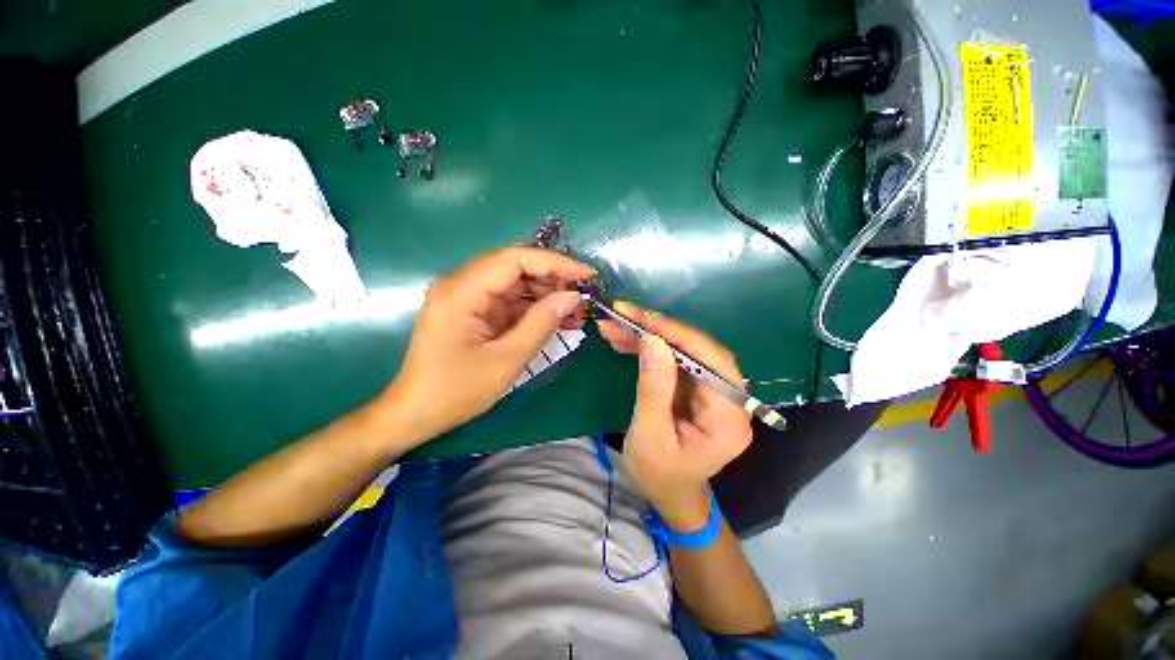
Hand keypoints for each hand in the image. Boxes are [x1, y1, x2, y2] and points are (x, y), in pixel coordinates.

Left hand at [384, 247, 595, 444]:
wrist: (416, 413)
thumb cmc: (457, 391)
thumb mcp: (507, 359)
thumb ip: (541, 323)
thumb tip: (572, 296)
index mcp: (462, 291)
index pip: (515, 258)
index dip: (555, 262)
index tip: (587, 275)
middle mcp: (461, 283)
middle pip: (515, 265)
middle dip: (553, 277)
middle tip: (584, 293)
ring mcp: (467, 296)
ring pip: (515, 281)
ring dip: (546, 292)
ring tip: (576, 309)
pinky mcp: (473, 309)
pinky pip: (509, 299)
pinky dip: (534, 306)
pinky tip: (557, 317)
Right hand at [597, 302, 752, 530]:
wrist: (669, 494)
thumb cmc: (660, 475)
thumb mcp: (649, 436)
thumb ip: (653, 388)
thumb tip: (653, 340)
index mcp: (729, 417)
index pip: (709, 361)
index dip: (676, 335)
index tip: (640, 318)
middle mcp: (730, 397)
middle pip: (698, 349)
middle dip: (658, 330)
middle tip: (622, 315)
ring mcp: (713, 390)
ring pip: (683, 350)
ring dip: (649, 336)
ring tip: (615, 327)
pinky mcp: (697, 387)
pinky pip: (674, 359)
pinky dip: (649, 348)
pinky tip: (625, 341)